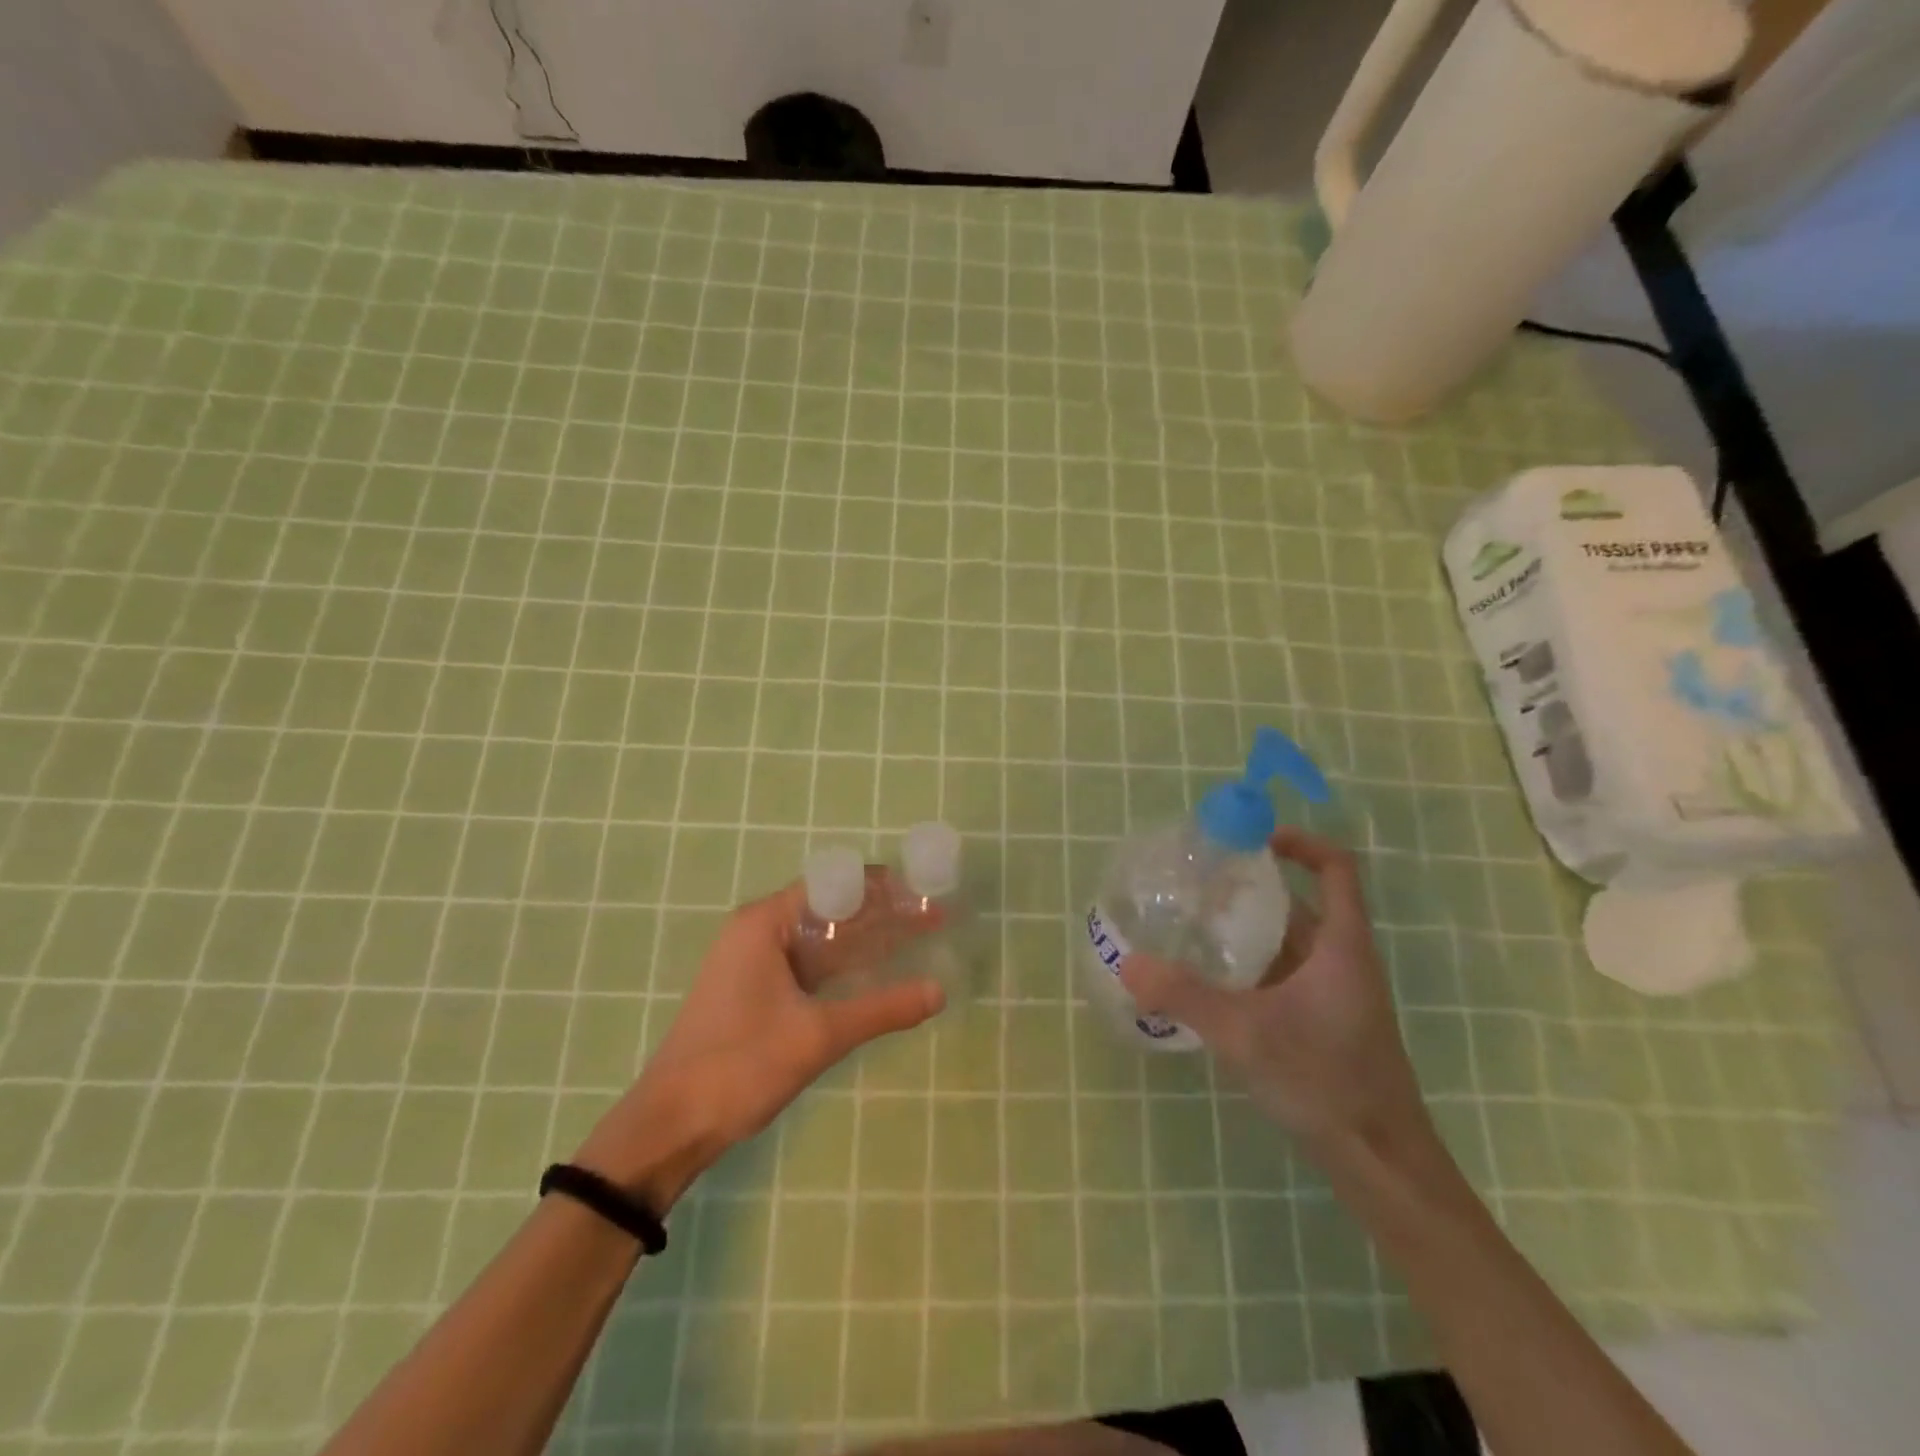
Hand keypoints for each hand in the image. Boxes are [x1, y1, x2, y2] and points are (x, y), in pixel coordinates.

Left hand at [573, 875, 944, 1212]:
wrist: (670, 1126)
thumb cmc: (740, 1066)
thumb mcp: (818, 1035)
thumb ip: (882, 1009)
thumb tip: (940, 991)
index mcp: (765, 923)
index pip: (835, 884)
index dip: (883, 886)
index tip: (926, 892)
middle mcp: (759, 930)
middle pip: (831, 908)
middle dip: (882, 912)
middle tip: (934, 916)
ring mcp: (756, 961)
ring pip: (823, 938)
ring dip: (867, 939)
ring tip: (919, 937)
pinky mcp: (758, 989)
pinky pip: (811, 964)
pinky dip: (845, 965)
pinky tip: (880, 972)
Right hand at [1118, 828, 1431, 1157]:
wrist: (1382, 1164)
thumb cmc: (1325, 1081)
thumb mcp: (1246, 1034)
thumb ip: (1185, 996)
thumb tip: (1128, 964)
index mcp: (1342, 946)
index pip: (1335, 868)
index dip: (1299, 842)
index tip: (1251, 839)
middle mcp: (1343, 961)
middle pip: (1301, 904)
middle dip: (1252, 889)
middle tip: (1199, 886)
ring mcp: (1337, 995)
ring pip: (1290, 944)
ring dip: (1249, 931)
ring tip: (1194, 927)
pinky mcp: (1325, 1025)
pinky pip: (1285, 976)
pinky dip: (1252, 967)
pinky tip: (1212, 984)